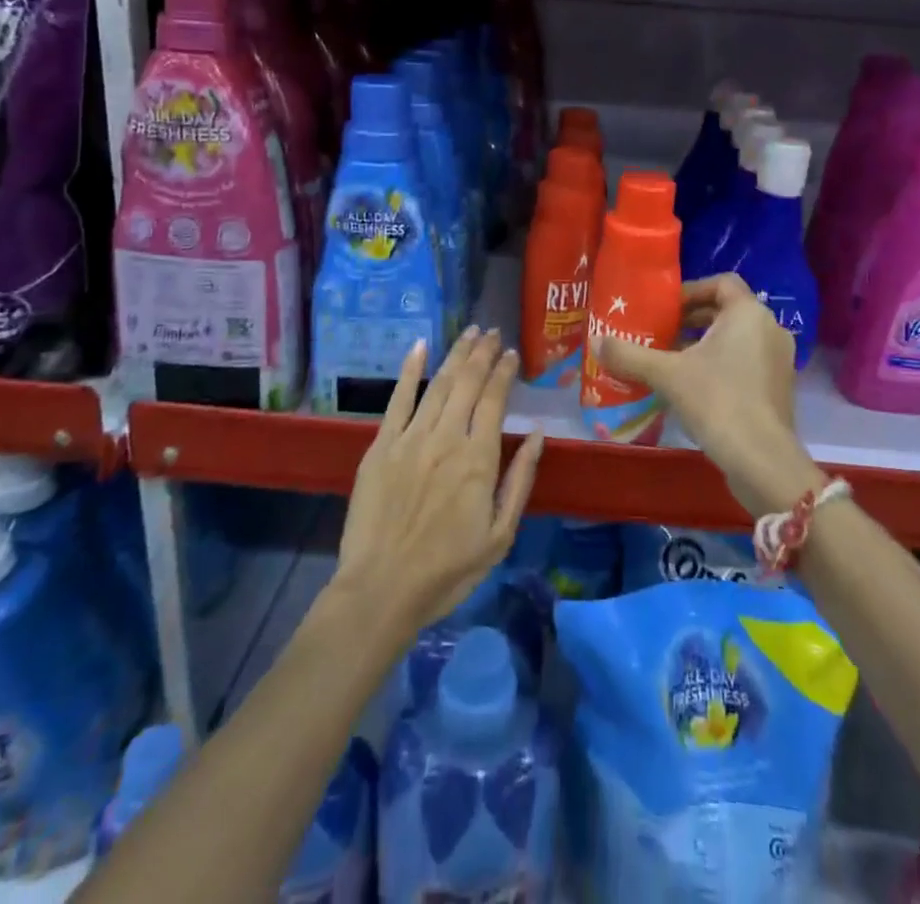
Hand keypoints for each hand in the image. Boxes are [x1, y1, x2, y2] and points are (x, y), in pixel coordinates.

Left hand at [335, 326, 545, 639]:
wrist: (381, 589)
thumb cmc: (448, 570)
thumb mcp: (500, 536)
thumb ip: (520, 481)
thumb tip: (538, 434)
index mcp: (478, 459)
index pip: (495, 400)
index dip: (504, 372)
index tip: (511, 353)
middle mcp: (446, 437)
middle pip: (468, 382)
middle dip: (482, 353)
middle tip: (491, 331)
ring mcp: (410, 438)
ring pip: (438, 384)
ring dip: (456, 354)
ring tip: (469, 332)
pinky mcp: (381, 446)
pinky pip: (398, 399)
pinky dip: (409, 370)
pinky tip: (419, 346)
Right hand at [598, 274, 822, 516]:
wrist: (761, 459)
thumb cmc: (717, 401)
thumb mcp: (667, 374)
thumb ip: (630, 355)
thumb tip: (595, 342)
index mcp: (748, 314)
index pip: (721, 283)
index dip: (691, 291)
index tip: (665, 309)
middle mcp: (769, 329)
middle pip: (727, 311)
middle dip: (692, 320)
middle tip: (661, 334)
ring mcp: (779, 360)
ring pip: (737, 339)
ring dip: (705, 344)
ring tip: (671, 360)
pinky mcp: (779, 388)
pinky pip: (747, 362)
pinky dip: (721, 364)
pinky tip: (694, 387)